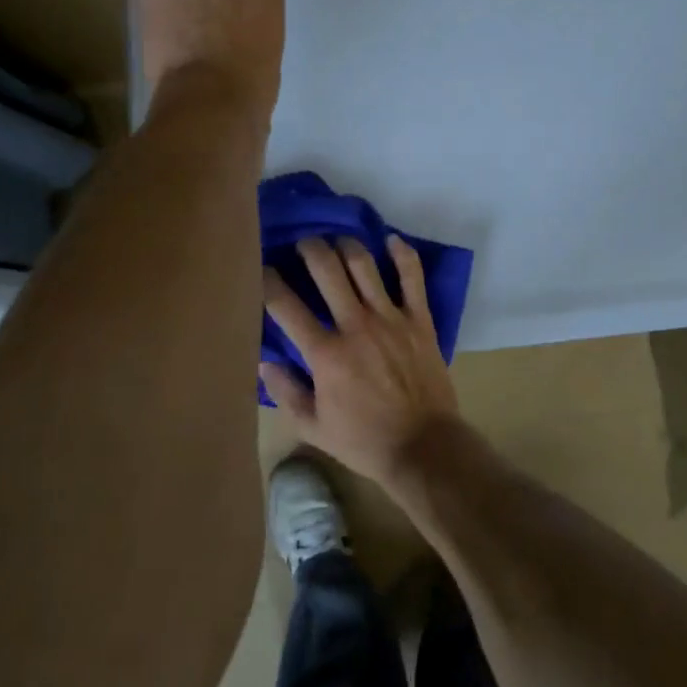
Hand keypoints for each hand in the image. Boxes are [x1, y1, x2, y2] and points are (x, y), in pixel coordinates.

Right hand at [261, 235, 461, 487]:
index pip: (286, 306)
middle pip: (326, 269)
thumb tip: (264, 362)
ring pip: (364, 264)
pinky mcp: (419, 319)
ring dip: (346, 245)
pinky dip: (402, 253)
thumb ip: (286, 392)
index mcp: (325, 353)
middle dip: (309, 248)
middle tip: (304, 244)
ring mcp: (390, 318)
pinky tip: (390, 240)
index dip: (268, 281)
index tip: (262, 269)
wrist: (423, 446)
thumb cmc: (364, 440)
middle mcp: (355, 325)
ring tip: (337, 241)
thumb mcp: (313, 427)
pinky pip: (412, 276)